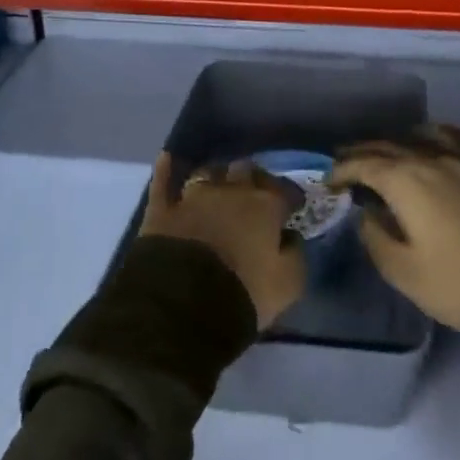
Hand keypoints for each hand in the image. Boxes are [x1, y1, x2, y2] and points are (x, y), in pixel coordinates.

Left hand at [139, 155, 305, 329]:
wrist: (184, 302)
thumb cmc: (244, 291)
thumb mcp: (288, 284)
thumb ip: (295, 255)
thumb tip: (291, 238)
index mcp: (265, 206)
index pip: (284, 192)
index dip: (290, 198)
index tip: (292, 208)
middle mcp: (232, 191)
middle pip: (246, 172)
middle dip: (252, 178)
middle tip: (255, 192)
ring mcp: (194, 196)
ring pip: (208, 172)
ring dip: (217, 175)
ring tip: (219, 181)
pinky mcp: (163, 209)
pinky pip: (163, 182)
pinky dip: (166, 170)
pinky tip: (167, 158)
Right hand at [329, 126, 459, 332]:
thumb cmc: (455, 284)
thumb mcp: (401, 270)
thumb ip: (375, 235)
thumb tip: (365, 212)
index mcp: (407, 181)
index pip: (365, 164)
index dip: (343, 169)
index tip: (329, 181)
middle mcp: (437, 161)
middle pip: (395, 145)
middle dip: (368, 151)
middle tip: (350, 160)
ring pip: (441, 134)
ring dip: (416, 137)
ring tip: (406, 145)